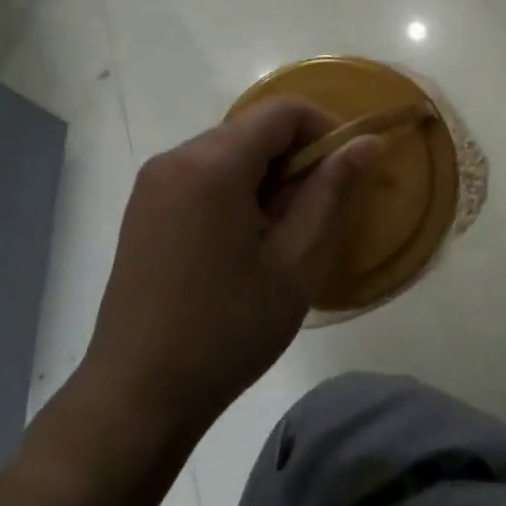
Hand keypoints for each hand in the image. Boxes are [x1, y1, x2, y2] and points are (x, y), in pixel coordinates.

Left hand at [75, 99, 379, 449]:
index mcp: (213, 164)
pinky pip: (202, 175)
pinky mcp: (143, 208)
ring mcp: (153, 183)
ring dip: (267, 176)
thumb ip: (331, 192)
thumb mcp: (296, 262)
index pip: (283, 111)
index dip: (326, 129)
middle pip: (253, 129)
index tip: (348, 172)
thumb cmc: (228, 329)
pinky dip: (236, 189)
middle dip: (296, 157)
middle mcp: (176, 158)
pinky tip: (243, 243)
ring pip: (228, 152)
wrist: (139, 393)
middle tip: (318, 212)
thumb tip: (366, 143)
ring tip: (283, 234)